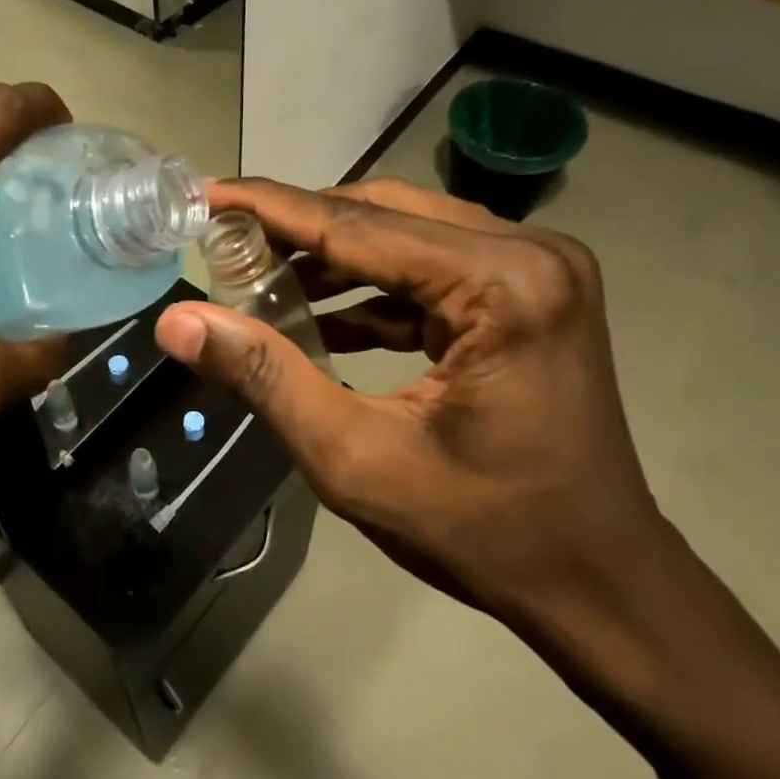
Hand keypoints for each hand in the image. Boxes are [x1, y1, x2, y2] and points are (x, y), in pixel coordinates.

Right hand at [155, 177, 669, 629]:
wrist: (601, 585)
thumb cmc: (485, 532)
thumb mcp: (355, 458)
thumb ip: (264, 376)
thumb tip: (178, 321)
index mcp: (500, 283)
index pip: (355, 225)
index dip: (269, 209)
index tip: (203, 193)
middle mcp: (527, 251)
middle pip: (381, 213)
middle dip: (297, 228)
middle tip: (225, 243)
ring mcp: (536, 268)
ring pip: (403, 232)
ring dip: (331, 256)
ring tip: (260, 280)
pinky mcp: (529, 292)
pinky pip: (430, 267)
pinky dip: (370, 287)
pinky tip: (318, 316)